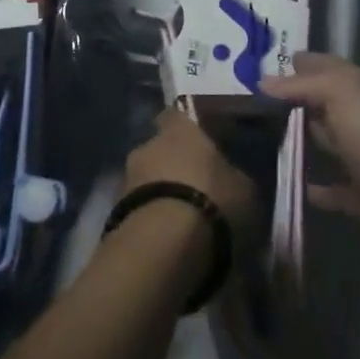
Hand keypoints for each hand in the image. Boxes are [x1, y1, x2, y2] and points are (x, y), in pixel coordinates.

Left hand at [124, 109, 259, 242]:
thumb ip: (234, 176)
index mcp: (180, 129)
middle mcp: (148, 144)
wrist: (163, 244)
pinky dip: (152, 218)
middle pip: (161, 149)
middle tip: (196, 187)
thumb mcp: (244, 189)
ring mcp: (127, 178)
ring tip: (183, 219)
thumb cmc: (211, 201)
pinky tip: (168, 239)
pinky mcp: (115, 211)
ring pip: (148, 179)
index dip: (190, 128)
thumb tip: (232, 178)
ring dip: (161, 193)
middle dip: (174, 165)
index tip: (204, 143)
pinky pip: (140, 208)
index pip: (179, 114)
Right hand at [260, 53, 359, 264]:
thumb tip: (263, 81)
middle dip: (290, 99)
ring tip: (256, 138)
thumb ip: (302, 85)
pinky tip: (288, 182)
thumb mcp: (340, 95)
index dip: (295, 61)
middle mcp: (359, 117)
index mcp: (358, 88)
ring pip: (324, 141)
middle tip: (247, 99)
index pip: (322, 64)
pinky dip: (313, 185)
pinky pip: (330, 187)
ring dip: (299, 139)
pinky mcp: (359, 195)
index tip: (255, 63)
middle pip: (320, 102)